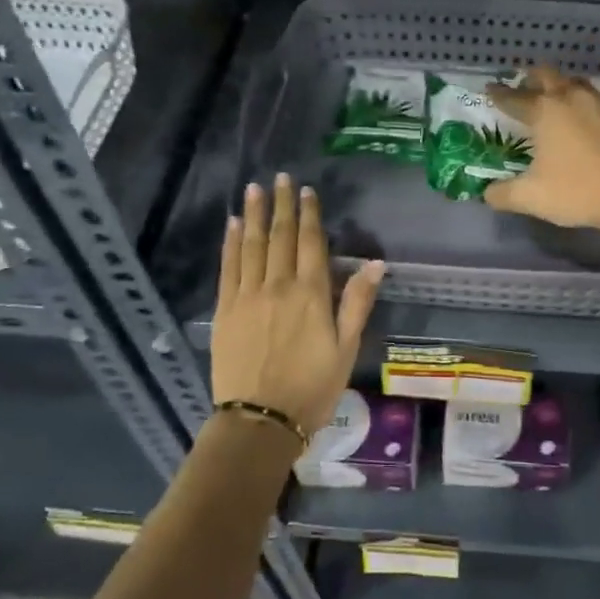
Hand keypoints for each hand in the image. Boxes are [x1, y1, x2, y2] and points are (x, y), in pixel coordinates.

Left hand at [211, 173, 384, 437]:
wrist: (260, 420)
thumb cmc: (312, 387)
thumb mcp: (346, 349)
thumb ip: (357, 303)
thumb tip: (375, 263)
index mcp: (311, 294)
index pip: (311, 243)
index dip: (309, 214)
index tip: (306, 191)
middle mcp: (278, 286)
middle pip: (280, 237)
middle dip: (282, 205)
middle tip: (280, 178)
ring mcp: (247, 296)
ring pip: (252, 246)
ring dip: (254, 215)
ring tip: (254, 189)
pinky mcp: (225, 310)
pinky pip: (228, 268)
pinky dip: (230, 244)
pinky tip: (231, 225)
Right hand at [483, 67, 599, 232]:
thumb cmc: (578, 191)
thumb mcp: (532, 197)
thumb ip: (503, 194)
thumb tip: (488, 193)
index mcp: (545, 111)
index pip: (514, 98)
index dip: (499, 94)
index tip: (490, 90)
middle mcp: (572, 98)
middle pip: (547, 76)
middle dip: (532, 80)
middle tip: (524, 88)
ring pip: (576, 84)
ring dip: (562, 88)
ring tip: (556, 100)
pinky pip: (599, 102)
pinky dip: (586, 106)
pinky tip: (588, 122)